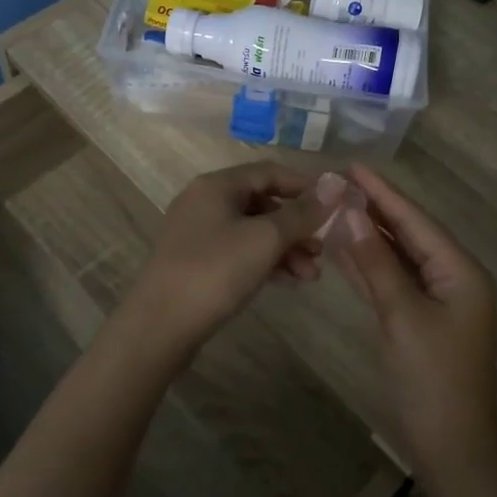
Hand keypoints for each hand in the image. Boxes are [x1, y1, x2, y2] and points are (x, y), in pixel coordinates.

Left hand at [119, 162, 338, 364]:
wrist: (160, 325)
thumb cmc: (215, 271)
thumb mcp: (265, 238)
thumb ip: (302, 212)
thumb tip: (335, 185)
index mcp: (217, 185)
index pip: (270, 171)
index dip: (305, 185)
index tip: (335, 204)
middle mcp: (204, 201)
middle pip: (262, 202)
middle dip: (297, 225)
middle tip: (324, 249)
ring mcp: (197, 233)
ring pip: (252, 230)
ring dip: (285, 248)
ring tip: (311, 275)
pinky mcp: (196, 262)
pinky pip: (239, 251)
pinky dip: (265, 262)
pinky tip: (288, 281)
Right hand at [329, 166, 496, 484]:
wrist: (449, 447)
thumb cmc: (431, 378)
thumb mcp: (402, 316)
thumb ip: (376, 264)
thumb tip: (352, 215)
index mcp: (459, 271)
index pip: (415, 221)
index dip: (383, 193)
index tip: (352, 167)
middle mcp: (451, 278)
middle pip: (407, 235)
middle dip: (373, 210)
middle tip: (336, 184)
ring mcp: (436, 300)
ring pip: (397, 257)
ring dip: (367, 236)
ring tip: (333, 208)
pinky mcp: (419, 320)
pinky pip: (392, 281)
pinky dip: (368, 266)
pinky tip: (342, 249)